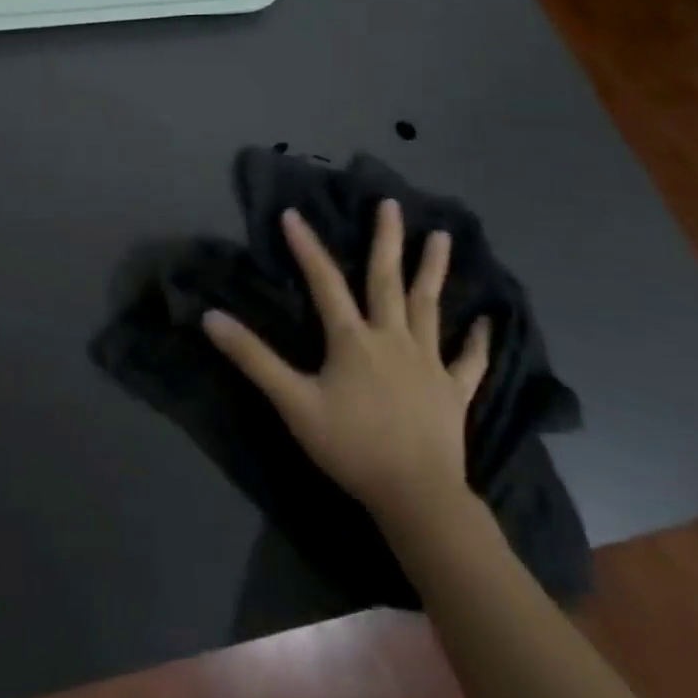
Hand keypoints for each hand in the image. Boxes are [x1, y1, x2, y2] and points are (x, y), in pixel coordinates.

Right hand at [203, 199, 489, 529]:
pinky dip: (478, 340)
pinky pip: (469, 360)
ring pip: (429, 307)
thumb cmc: (350, 445)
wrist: (416, 494)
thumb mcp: (292, 401)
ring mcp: (428, 362)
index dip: (306, 247)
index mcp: (353, 339)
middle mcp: (392, 338)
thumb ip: (253, 358)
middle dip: (386, 239)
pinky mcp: (454, 390)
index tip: (293, 213)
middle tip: (390, 203)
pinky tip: (486, 322)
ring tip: (441, 236)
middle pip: (387, 280)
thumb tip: (211, 317)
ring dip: (433, 270)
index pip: (324, 282)